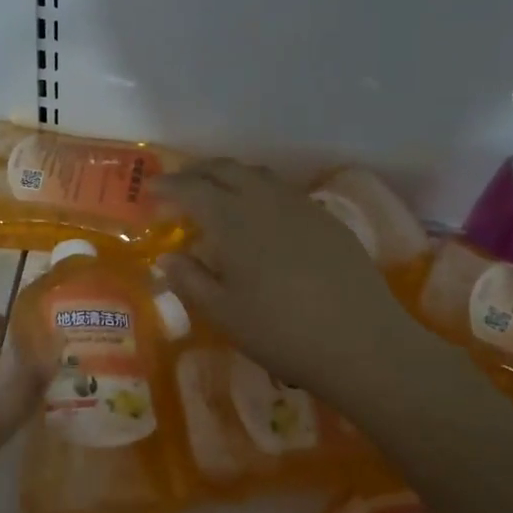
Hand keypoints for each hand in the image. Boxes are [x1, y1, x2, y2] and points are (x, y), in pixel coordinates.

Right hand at [154, 161, 437, 411]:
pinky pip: (283, 190)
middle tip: (178, 186)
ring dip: (230, 176)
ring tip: (216, 194)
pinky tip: (260, 215)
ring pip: (257, 174)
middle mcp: (265, 200)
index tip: (150, 191)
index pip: (192, 189)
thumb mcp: (223, 312)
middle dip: (197, 172)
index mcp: (232, 219)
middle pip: (225, 169)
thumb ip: (190, 280)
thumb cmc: (280, 331)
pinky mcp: (327, 219)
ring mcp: (300, 206)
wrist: (361, 342)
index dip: (168, 187)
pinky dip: (259, 190)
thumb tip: (168, 257)